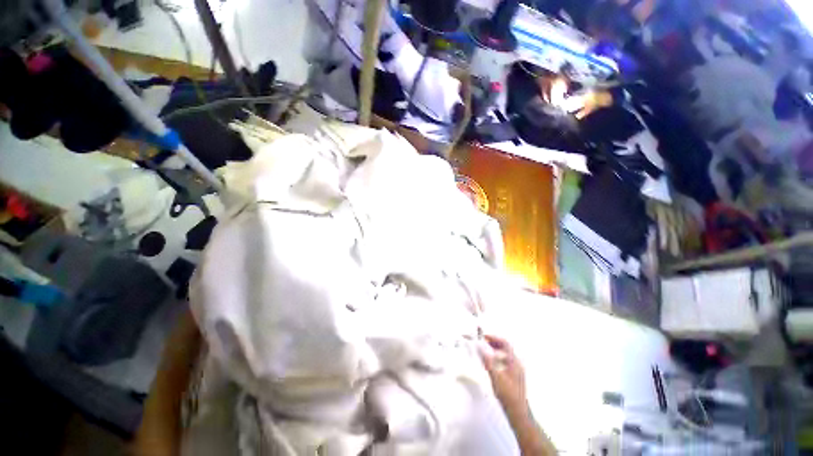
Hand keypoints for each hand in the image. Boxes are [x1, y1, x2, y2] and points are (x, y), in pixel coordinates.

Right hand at [479, 334, 526, 416]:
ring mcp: (516, 371)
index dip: (494, 338)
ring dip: (494, 351)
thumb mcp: (496, 376)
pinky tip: (489, 364)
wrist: (517, 412)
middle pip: (505, 348)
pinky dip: (496, 359)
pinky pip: (504, 362)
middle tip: (482, 342)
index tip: (484, 336)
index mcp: (514, 362)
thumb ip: (488, 361)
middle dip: (493, 343)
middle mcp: (516, 364)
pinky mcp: (513, 377)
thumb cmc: (507, 394)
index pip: (505, 343)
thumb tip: (480, 348)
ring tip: (483, 352)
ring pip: (504, 355)